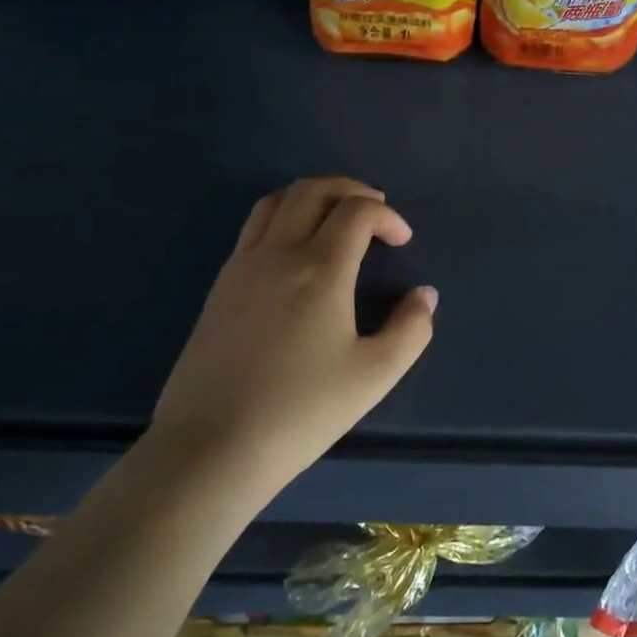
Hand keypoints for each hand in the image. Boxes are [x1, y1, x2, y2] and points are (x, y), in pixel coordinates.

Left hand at [152, 177, 436, 488]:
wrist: (211, 448)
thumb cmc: (300, 411)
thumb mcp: (374, 376)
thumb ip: (410, 329)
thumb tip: (425, 295)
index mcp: (320, 268)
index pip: (357, 211)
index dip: (387, 215)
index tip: (402, 241)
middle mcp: (279, 252)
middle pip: (313, 190)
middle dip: (350, 189)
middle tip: (374, 209)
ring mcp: (243, 265)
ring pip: (276, 201)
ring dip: (313, 196)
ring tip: (335, 217)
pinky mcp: (220, 285)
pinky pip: (253, 227)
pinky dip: (283, 216)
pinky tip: (295, 250)